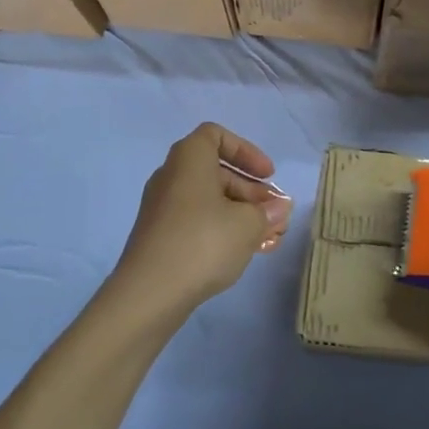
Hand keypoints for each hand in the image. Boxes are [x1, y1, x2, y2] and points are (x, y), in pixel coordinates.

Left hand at [105, 123, 292, 320]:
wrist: (149, 293)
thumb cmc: (203, 243)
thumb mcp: (248, 225)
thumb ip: (268, 212)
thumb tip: (279, 208)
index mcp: (189, 159)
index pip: (215, 135)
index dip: (246, 151)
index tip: (268, 175)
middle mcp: (171, 176)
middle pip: (216, 171)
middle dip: (251, 191)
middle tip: (275, 214)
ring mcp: (162, 208)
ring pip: (209, 200)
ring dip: (240, 213)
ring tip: (268, 238)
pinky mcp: (159, 236)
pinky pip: (197, 222)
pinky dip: (222, 229)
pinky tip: (244, 252)